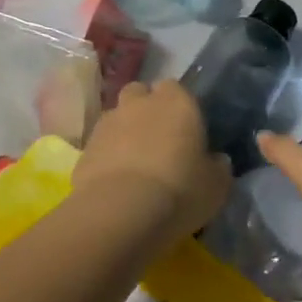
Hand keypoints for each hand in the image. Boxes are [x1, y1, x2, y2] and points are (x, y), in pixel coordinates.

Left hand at [75, 81, 229, 243]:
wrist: (120, 213)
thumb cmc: (179, 190)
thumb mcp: (217, 185)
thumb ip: (217, 166)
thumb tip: (216, 160)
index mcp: (176, 102)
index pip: (177, 88)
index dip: (180, 107)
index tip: (186, 131)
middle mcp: (139, 103)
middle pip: (141, 94)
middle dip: (147, 109)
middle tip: (158, 140)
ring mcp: (107, 124)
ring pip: (117, 117)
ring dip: (125, 132)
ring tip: (135, 164)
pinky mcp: (84, 149)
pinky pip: (100, 145)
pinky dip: (107, 156)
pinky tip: (116, 182)